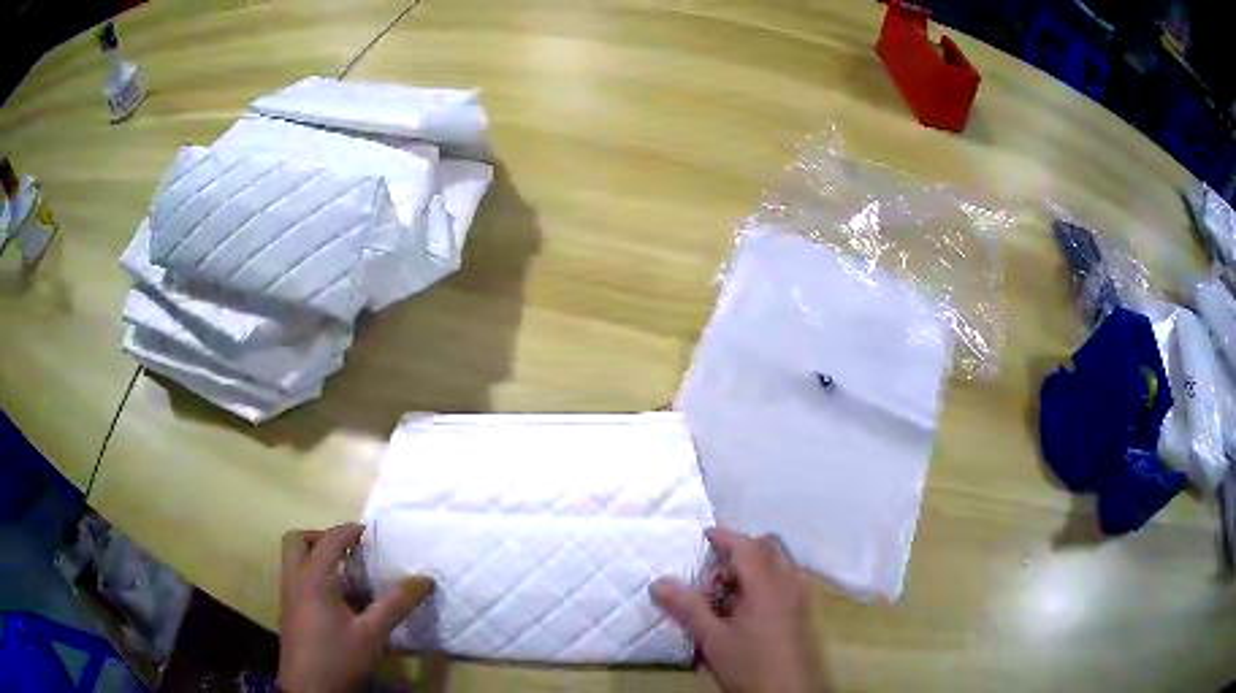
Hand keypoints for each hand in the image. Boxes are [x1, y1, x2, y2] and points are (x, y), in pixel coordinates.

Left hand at [278, 524, 433, 692]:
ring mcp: (288, 595)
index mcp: (313, 578)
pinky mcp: (289, 611)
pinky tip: (339, 601)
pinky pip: (296, 578)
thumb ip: (396, 604)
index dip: (350, 531)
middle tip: (347, 550)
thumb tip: (425, 580)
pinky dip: (314, 576)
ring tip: (347, 574)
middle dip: (321, 538)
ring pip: (293, 560)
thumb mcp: (372, 633)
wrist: (310, 689)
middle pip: (297, 541)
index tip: (372, 533)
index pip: (329, 540)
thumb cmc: (338, 657)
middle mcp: (295, 580)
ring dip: (316, 556)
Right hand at [651, 528, 823, 692]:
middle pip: (765, 549)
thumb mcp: (713, 638)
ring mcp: (801, 595)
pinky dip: (764, 581)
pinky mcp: (804, 609)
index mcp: (767, 583)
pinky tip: (747, 609)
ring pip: (777, 564)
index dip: (723, 536)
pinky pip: (786, 579)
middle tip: (711, 575)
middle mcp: (789, 581)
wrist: (790, 692)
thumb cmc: (750, 664)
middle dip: (737, 553)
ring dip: (751, 569)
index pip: (745, 545)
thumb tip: (659, 582)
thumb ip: (688, 607)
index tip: (702, 534)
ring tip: (725, 595)